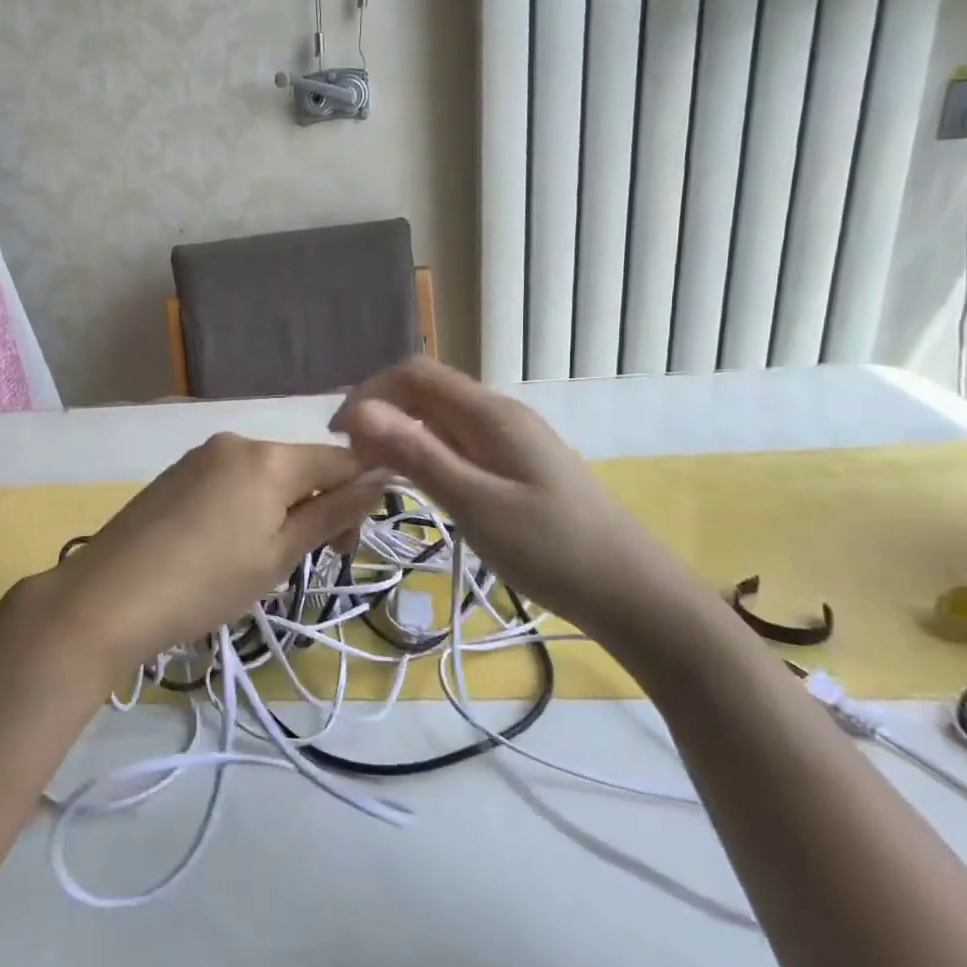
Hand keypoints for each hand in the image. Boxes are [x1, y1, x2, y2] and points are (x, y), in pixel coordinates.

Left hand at [27, 434, 384, 674]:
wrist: (108, 598)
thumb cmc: (206, 583)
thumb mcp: (279, 555)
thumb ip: (333, 513)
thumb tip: (383, 478)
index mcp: (269, 457)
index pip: (341, 459)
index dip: (359, 496)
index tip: (346, 546)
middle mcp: (237, 441)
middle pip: (300, 465)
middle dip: (316, 506)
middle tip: (302, 562)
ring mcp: (201, 454)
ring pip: (265, 475)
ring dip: (280, 508)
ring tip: (260, 561)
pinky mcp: (176, 473)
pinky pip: (231, 480)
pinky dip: (246, 506)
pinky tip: (225, 547)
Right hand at [329, 359, 708, 654]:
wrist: (629, 592)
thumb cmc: (552, 549)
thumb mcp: (475, 503)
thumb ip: (416, 455)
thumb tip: (357, 412)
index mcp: (490, 414)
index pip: (414, 375)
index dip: (368, 394)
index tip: (337, 437)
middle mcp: (497, 415)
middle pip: (425, 392)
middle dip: (380, 414)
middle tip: (351, 463)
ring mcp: (508, 440)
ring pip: (438, 419)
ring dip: (399, 435)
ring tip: (372, 474)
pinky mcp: (512, 467)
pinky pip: (455, 443)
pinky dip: (423, 454)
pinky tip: (413, 484)